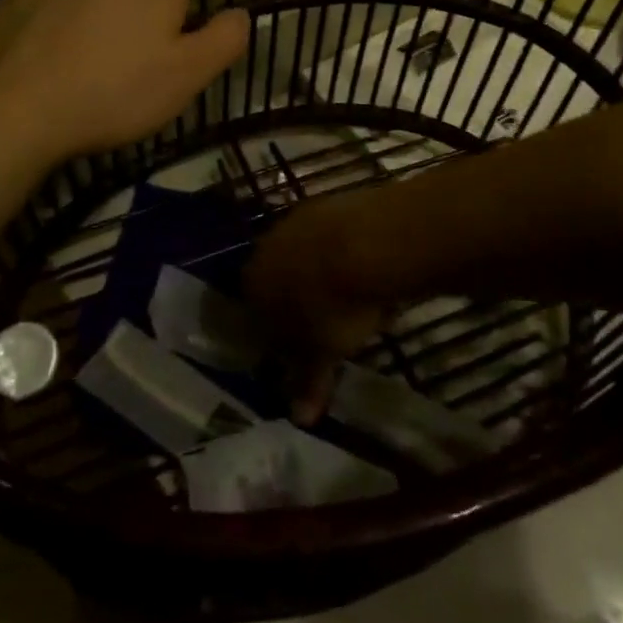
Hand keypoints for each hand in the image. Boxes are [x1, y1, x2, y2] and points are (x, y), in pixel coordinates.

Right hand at [244, 191, 392, 424]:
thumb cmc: (333, 308)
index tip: (300, 349)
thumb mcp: (322, 353)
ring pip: (305, 256)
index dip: (276, 333)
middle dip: (300, 302)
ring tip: (356, 302)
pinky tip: (369, 273)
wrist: (366, 243)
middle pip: (279, 280)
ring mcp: (296, 221)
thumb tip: (299, 419)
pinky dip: (344, 255)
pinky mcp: (327, 204)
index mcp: (253, 284)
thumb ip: (308, 383)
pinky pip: (331, 238)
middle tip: (330, 327)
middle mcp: (265, 248)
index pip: (254, 312)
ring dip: (323, 277)